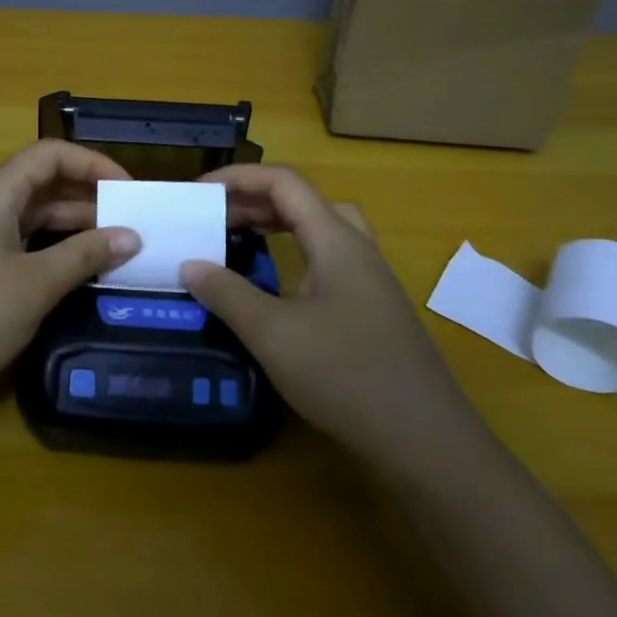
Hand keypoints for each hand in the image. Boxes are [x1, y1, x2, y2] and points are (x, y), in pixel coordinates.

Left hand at [0, 140, 140, 400]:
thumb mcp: (37, 284)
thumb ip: (86, 254)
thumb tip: (131, 237)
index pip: (50, 155)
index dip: (92, 164)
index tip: (128, 191)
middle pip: (42, 183)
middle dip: (88, 198)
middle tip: (131, 224)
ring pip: (33, 215)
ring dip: (73, 227)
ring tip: (116, 249)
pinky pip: (20, 241)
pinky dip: (52, 248)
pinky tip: (80, 269)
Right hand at [182, 164, 482, 468]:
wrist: (426, 439)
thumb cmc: (346, 376)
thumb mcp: (273, 335)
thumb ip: (228, 294)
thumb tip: (190, 265)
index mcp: (336, 241)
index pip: (284, 182)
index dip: (238, 177)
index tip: (199, 192)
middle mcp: (357, 248)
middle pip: (303, 199)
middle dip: (254, 199)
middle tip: (215, 217)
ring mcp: (370, 278)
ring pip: (321, 227)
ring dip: (279, 221)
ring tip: (242, 237)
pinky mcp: (373, 307)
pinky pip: (329, 256)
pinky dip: (296, 250)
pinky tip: (278, 283)